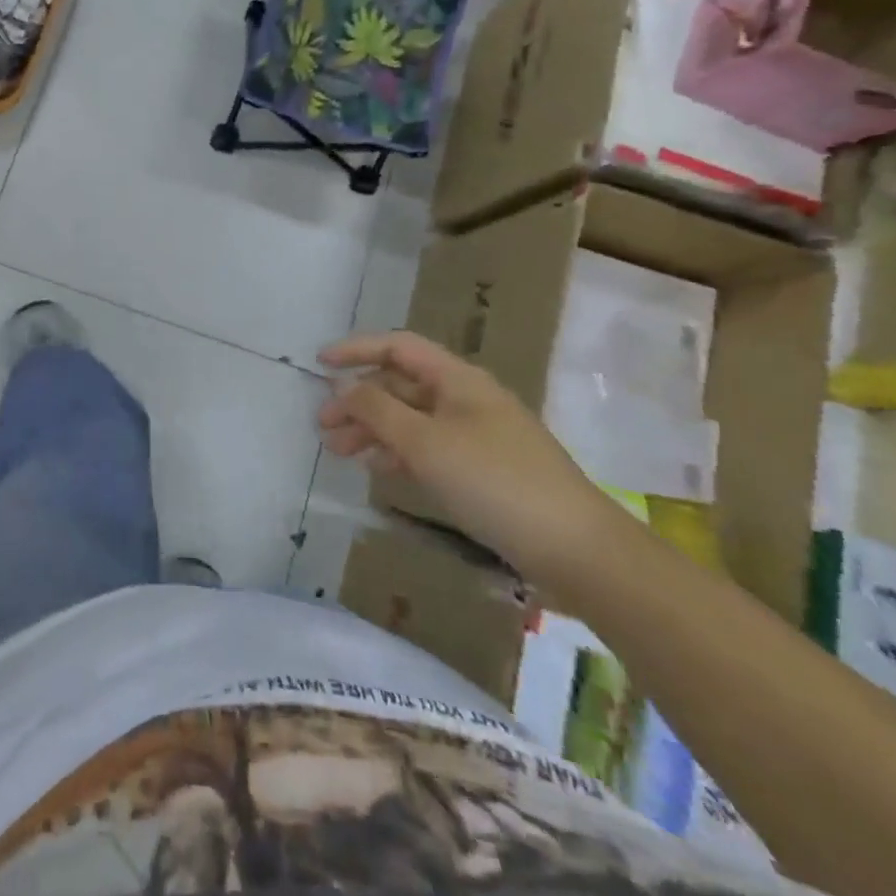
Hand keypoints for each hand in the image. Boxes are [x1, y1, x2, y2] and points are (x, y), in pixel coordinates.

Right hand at [317, 331, 613, 580]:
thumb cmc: (494, 481)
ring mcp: (476, 435)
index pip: (398, 347)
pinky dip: (398, 452)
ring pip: (411, 419)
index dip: (356, 349)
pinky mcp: (483, 469)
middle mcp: (466, 398)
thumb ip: (377, 410)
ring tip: (339, 452)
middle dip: (359, 400)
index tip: (319, 363)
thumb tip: (343, 387)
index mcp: (457, 379)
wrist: (576, 549)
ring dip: (373, 429)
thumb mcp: (425, 442)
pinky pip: (428, 447)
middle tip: (323, 426)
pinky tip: (377, 468)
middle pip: (401, 385)